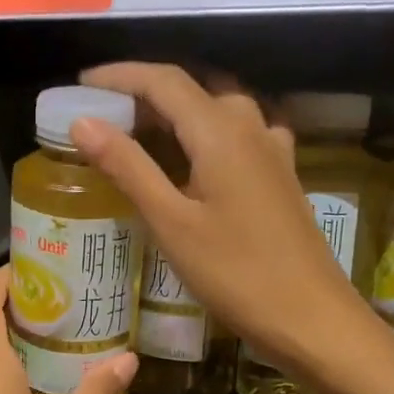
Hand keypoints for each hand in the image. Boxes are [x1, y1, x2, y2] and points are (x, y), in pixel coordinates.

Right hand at [71, 63, 379, 383]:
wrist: (311, 318)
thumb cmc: (235, 272)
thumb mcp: (171, 221)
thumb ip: (127, 167)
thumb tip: (83, 122)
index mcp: (220, 131)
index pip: (163, 81)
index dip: (120, 76)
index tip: (82, 84)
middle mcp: (250, 126)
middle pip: (192, 88)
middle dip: (144, 91)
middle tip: (103, 112)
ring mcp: (271, 149)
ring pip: (217, 108)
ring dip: (176, 109)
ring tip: (139, 131)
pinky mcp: (280, 174)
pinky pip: (238, 132)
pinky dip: (205, 130)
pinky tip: (195, 156)